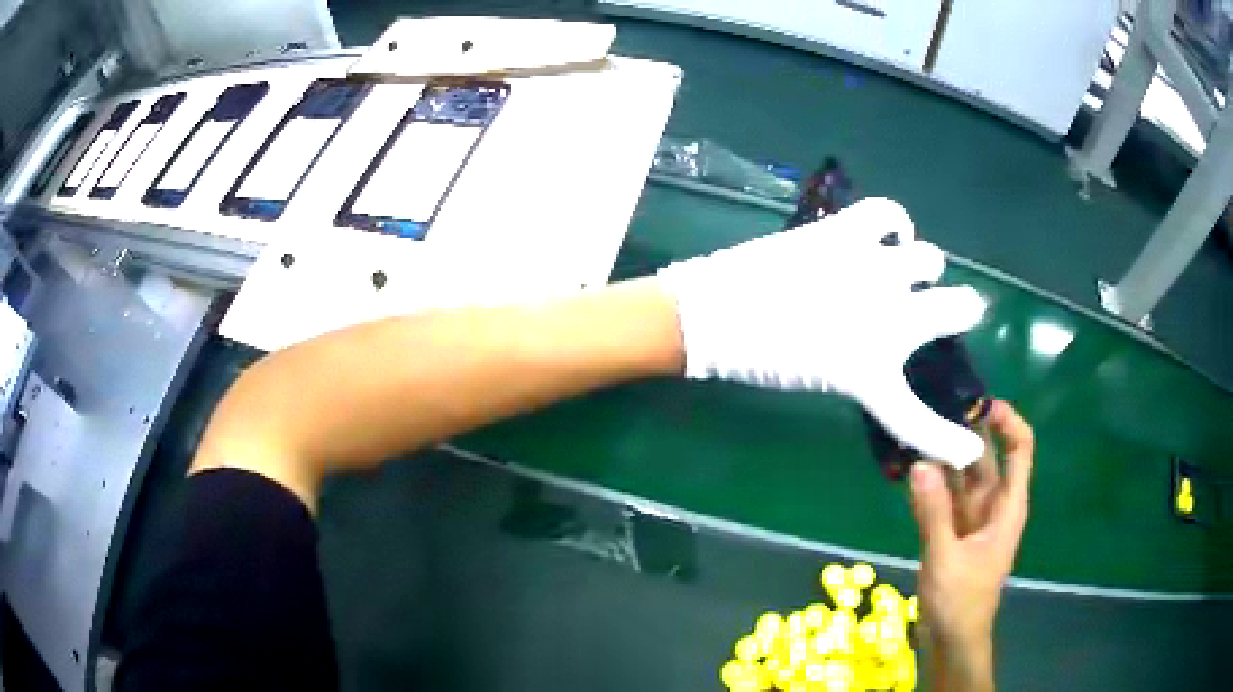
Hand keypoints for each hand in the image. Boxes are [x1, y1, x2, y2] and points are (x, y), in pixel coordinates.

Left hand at [656, 198, 986, 465]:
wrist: (717, 315)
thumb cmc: (762, 356)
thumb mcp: (827, 377)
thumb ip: (869, 364)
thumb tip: (891, 342)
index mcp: (874, 370)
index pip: (920, 420)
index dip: (947, 441)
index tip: (966, 450)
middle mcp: (889, 316)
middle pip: (961, 304)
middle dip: (956, 309)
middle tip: (931, 309)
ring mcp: (871, 268)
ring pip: (929, 258)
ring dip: (921, 267)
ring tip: (901, 270)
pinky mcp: (845, 233)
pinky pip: (889, 213)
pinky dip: (895, 223)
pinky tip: (888, 235)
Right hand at [909, 400, 1034, 690]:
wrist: (953, 639)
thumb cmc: (961, 602)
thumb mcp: (946, 559)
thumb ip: (933, 514)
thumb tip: (919, 464)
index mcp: (1007, 505)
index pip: (1020, 448)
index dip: (1006, 420)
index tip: (976, 403)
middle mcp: (993, 503)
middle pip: (986, 455)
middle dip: (963, 431)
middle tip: (929, 407)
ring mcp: (972, 516)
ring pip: (962, 474)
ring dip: (941, 455)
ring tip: (912, 429)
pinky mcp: (953, 529)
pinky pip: (944, 495)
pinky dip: (929, 482)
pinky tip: (906, 469)